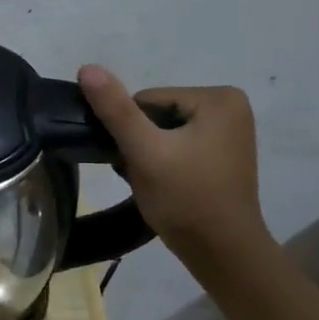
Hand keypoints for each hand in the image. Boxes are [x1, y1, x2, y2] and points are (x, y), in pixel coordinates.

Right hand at [78, 65, 271, 272]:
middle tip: (144, 174)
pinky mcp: (223, 154)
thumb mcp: (144, 151)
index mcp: (218, 97)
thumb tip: (87, 68)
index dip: (130, 131)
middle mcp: (231, 106)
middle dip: (141, 143)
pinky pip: (179, 146)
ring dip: (149, 154)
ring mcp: (230, 132)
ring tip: (154, 181)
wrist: (221, 251)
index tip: (137, 161)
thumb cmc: (185, 198)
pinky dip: (164, 162)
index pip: (146, 100)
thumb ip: (115, 109)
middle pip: (156, 114)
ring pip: (163, 132)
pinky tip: (166, 184)